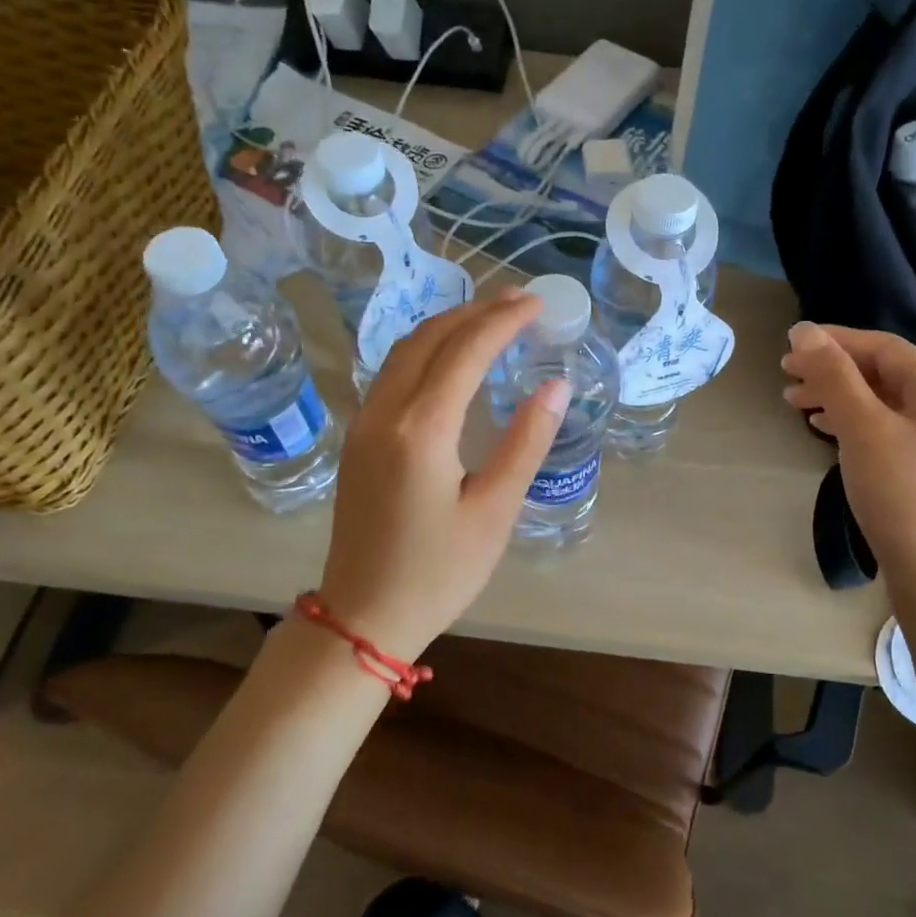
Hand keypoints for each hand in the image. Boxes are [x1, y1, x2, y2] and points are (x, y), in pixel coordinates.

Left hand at [315, 291, 569, 659]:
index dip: (503, 321)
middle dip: (475, 312)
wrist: (362, 616)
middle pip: (429, 338)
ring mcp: (364, 424)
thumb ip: (525, 442)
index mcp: (421, 430)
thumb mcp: (495, 511)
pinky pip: (392, 373)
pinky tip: (450, 358)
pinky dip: (426, 349)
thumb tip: (557, 386)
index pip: (465, 351)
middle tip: (519, 300)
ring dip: (447, 326)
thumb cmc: (439, 572)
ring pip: (404, 351)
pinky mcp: (358, 439)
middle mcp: (385, 414)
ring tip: (489, 317)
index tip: (536, 303)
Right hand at [781, 322, 915, 596]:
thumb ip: (834, 376)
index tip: (789, 346)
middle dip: (832, 370)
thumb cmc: (902, 496)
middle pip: (881, 372)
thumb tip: (803, 330)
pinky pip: (884, 425)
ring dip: (836, 395)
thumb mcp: (863, 429)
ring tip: (794, 401)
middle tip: (786, 374)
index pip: (883, 347)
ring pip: (879, 399)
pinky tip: (823, 425)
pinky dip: (850, 420)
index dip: (834, 342)